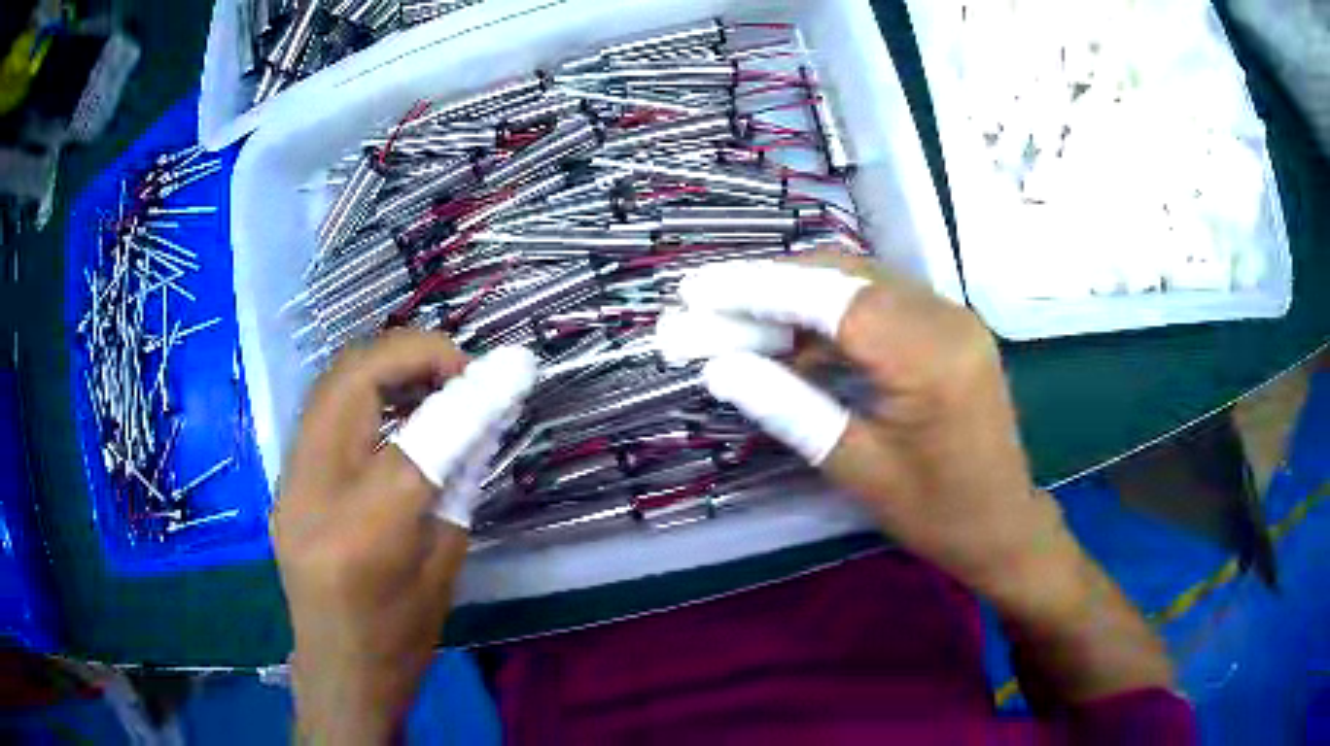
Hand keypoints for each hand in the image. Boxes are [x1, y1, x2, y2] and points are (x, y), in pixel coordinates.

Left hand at [272, 329, 534, 743]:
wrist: (339, 672)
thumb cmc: (401, 639)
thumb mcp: (445, 564)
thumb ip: (456, 481)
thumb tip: (481, 416)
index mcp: (365, 531)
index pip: (422, 436)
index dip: (472, 392)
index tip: (513, 366)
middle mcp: (314, 492)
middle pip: (353, 378)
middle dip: (413, 352)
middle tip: (461, 369)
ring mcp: (289, 482)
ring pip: (331, 382)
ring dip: (385, 366)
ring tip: (432, 382)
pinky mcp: (284, 481)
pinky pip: (323, 411)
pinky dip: (363, 392)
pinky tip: (395, 409)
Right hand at [680, 254, 1060, 599]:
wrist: (1003, 525)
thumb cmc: (936, 513)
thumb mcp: (857, 469)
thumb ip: (789, 409)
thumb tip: (718, 368)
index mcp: (929, 355)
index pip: (831, 297)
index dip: (757, 288)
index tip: (696, 290)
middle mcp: (945, 316)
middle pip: (841, 276)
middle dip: (767, 287)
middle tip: (703, 305)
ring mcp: (950, 316)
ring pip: (856, 284)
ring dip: (793, 298)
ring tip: (734, 323)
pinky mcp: (946, 327)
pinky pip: (876, 304)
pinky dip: (827, 316)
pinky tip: (788, 340)